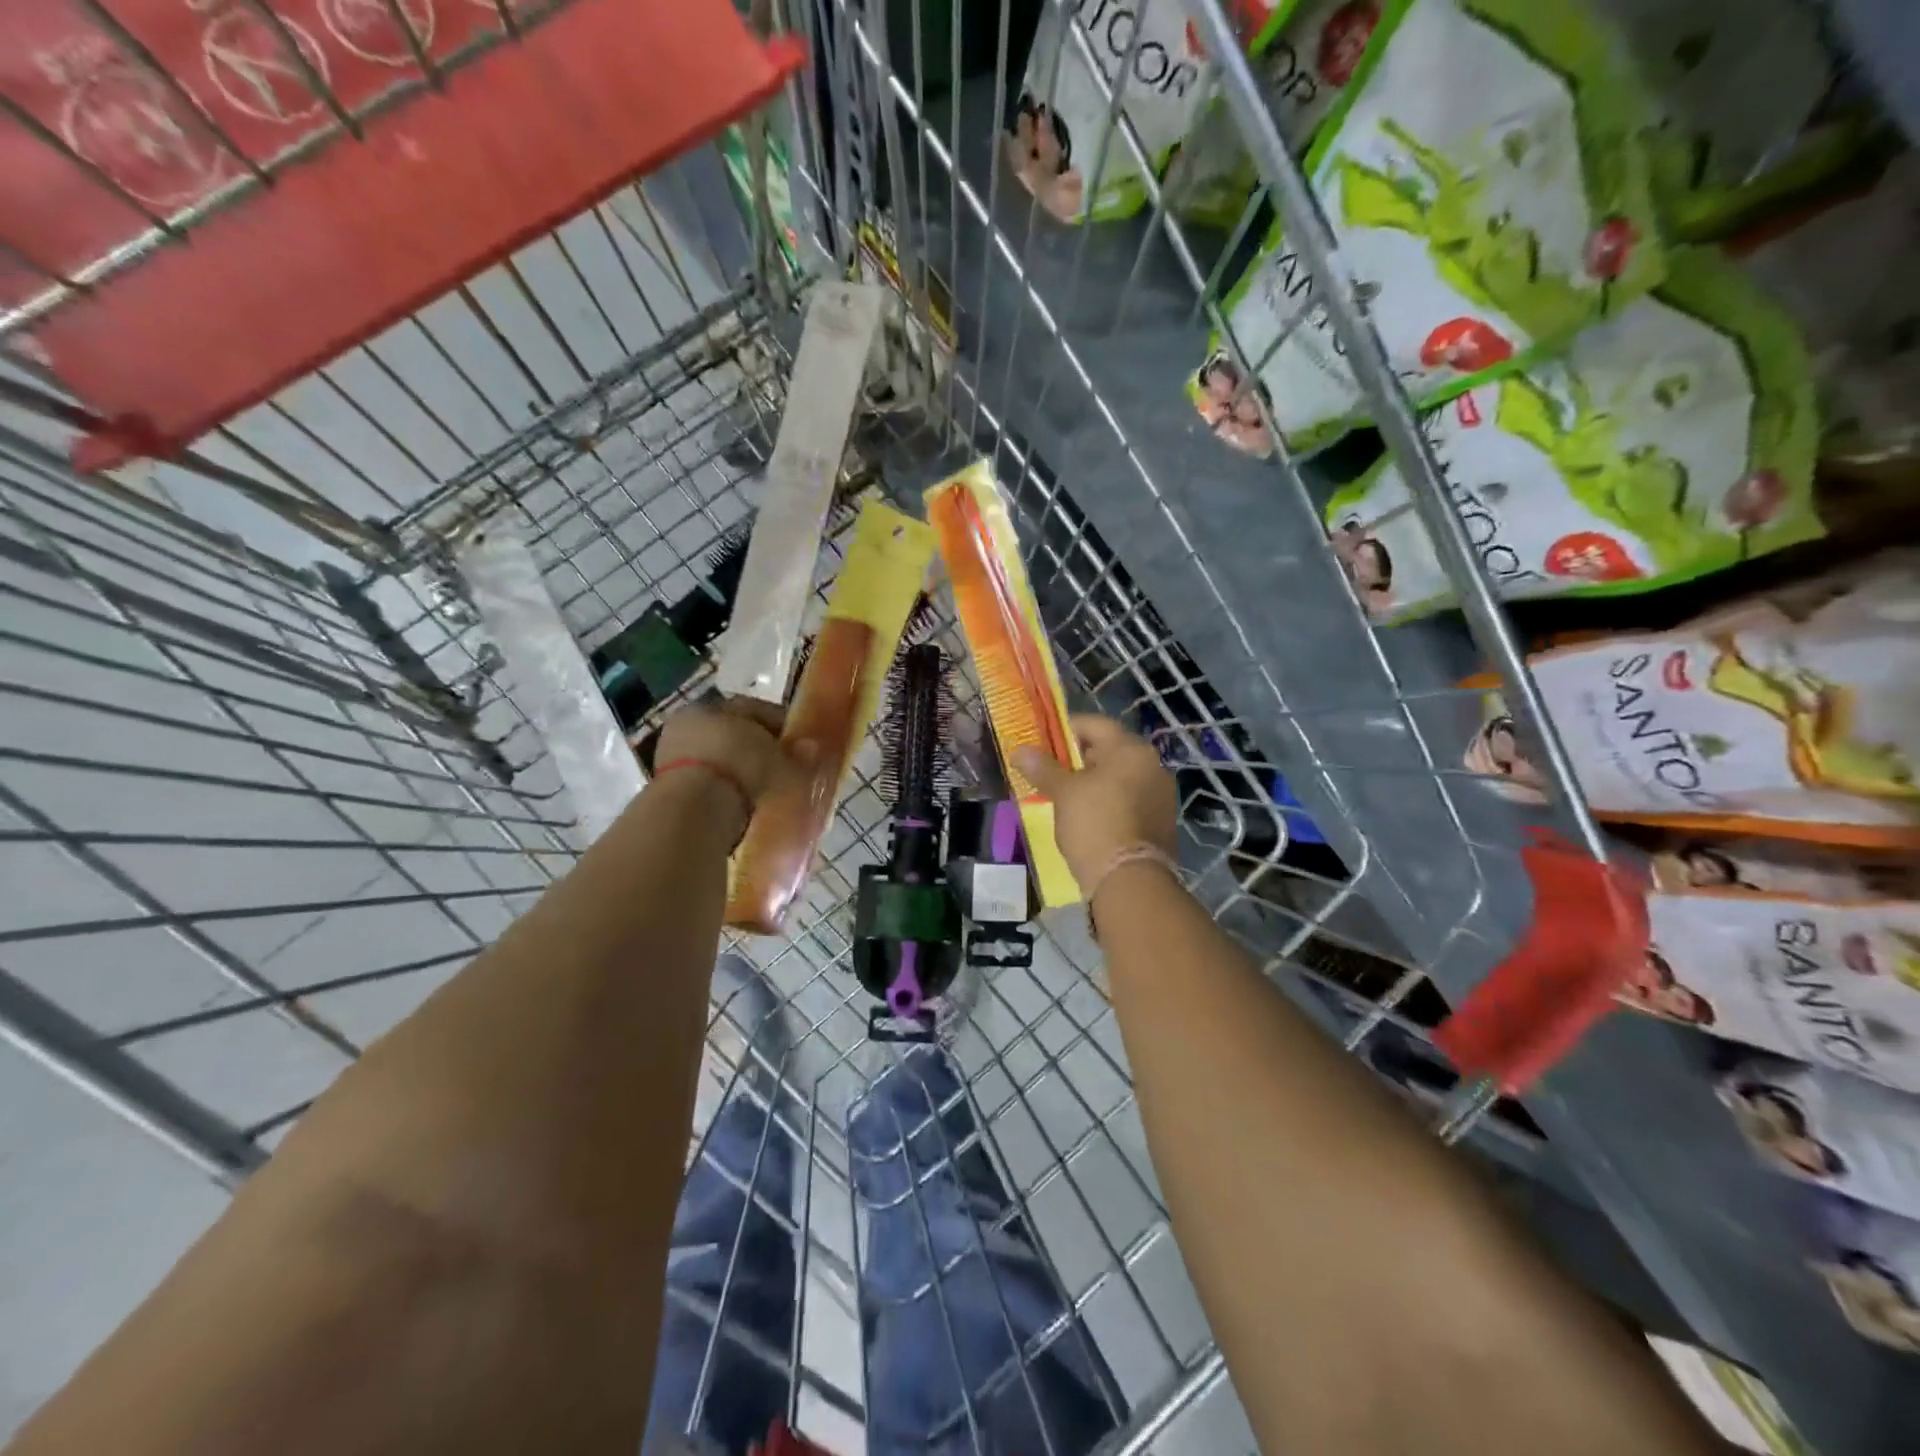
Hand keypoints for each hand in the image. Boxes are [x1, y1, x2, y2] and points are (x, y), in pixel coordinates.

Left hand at [653, 699, 818, 829]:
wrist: (693, 810)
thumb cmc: (739, 766)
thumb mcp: (779, 758)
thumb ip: (798, 754)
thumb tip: (813, 749)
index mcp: (710, 706)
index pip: (754, 710)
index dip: (782, 725)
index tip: (802, 743)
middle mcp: (689, 727)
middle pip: (735, 737)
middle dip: (760, 751)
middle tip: (787, 768)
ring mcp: (674, 760)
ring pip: (721, 763)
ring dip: (743, 775)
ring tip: (769, 792)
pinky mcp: (671, 793)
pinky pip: (711, 788)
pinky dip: (730, 794)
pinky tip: (748, 807)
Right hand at [1012, 715, 1176, 890]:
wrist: (1130, 881)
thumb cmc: (1094, 824)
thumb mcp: (1063, 793)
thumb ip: (1042, 768)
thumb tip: (1020, 750)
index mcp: (1131, 749)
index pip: (1095, 724)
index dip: (1065, 730)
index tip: (1042, 744)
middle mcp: (1153, 765)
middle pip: (1110, 749)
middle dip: (1079, 758)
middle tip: (1052, 772)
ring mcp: (1161, 794)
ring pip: (1121, 776)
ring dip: (1095, 781)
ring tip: (1067, 797)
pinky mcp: (1162, 821)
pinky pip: (1131, 799)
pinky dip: (1110, 801)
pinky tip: (1090, 817)